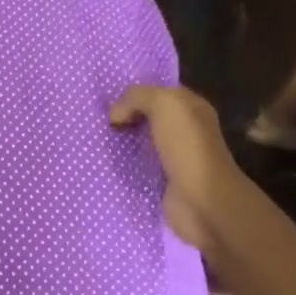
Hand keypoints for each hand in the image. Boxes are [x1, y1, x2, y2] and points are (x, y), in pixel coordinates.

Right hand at [110, 84, 244, 254]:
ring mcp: (174, 158)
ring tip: (93, 139)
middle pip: (147, 117)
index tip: (107, 97)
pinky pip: (137, 168)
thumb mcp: (164, 105)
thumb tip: (116, 114)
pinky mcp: (163, 182)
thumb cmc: (187, 148)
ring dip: (120, 142)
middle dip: (124, 117)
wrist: (203, 202)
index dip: (135, 92)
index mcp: (191, 108)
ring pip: (140, 142)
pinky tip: (102, 163)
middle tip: (95, 118)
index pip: (159, 92)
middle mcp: (185, 131)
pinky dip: (122, 166)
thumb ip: (137, 97)